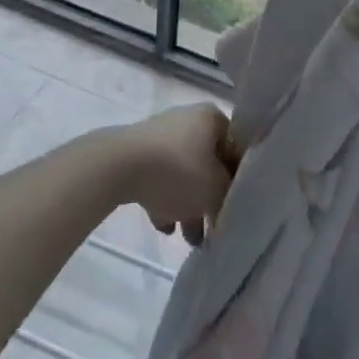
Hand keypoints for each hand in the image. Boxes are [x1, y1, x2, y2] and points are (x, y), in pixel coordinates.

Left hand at [109, 104, 237, 246]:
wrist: (119, 166)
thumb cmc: (178, 171)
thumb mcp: (215, 189)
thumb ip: (229, 196)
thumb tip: (228, 201)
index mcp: (212, 118)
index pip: (236, 149)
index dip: (239, 180)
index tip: (237, 206)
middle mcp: (189, 119)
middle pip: (208, 163)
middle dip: (210, 199)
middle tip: (213, 228)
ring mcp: (161, 135)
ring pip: (183, 173)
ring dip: (188, 205)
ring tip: (189, 239)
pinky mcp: (138, 152)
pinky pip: (159, 177)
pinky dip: (164, 199)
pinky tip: (164, 226)